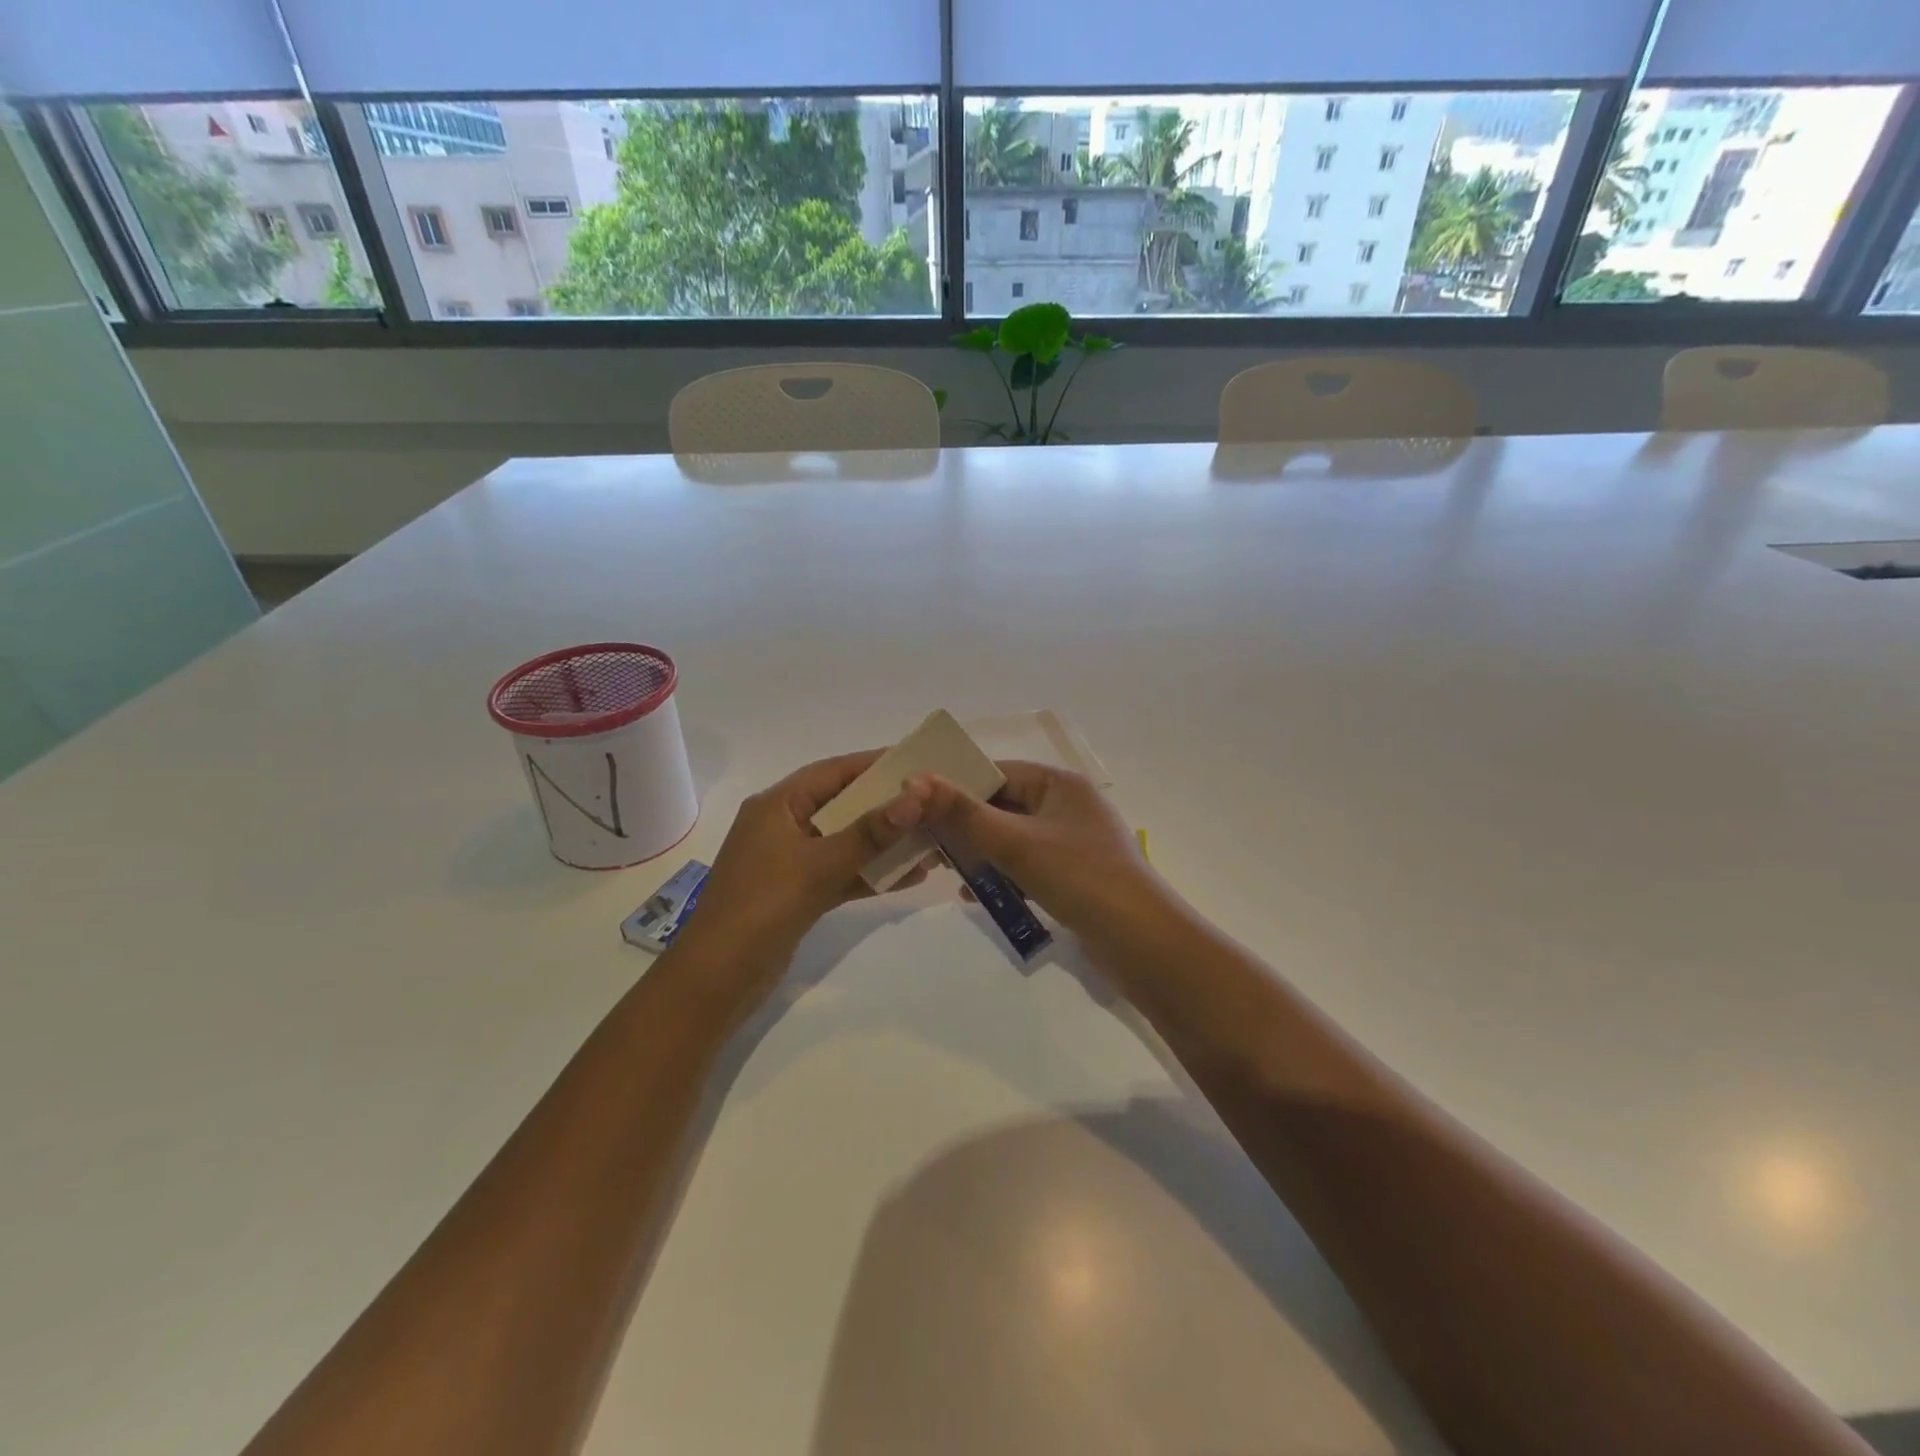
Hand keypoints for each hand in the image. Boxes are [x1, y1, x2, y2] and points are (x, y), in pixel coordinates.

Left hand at [667, 752, 928, 994]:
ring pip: (846, 841)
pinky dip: (871, 873)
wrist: (718, 979)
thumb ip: (869, 833)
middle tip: (934, 802)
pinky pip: (842, 872)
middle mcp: (783, 825)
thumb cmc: (762, 907)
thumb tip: (915, 797)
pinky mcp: (799, 893)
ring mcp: (791, 861)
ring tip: (932, 840)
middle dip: (887, 805)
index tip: (919, 762)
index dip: (875, 764)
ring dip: (885, 842)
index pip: (833, 771)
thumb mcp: (819, 866)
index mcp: (777, 805)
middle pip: (843, 804)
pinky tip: (911, 876)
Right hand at [900, 760, 1162, 939]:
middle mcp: (1067, 805)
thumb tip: (914, 780)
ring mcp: (1072, 842)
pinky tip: (974, 894)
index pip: (998, 771)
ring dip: (980, 853)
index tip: (916, 804)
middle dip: (965, 825)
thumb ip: (963, 813)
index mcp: (1060, 784)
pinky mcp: (1072, 875)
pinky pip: (1026, 865)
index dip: (957, 785)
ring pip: (1011, 838)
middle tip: (925, 843)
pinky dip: (1002, 875)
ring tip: (944, 870)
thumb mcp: (1016, 842)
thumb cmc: (1079, 877)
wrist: (1141, 942)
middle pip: (1002, 805)